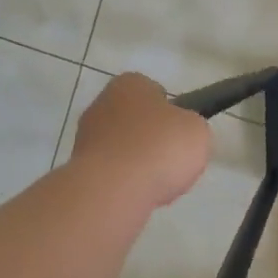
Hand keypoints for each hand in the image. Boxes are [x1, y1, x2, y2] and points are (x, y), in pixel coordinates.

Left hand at [70, 72, 211, 209]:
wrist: (115, 189)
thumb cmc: (160, 148)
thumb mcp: (197, 130)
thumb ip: (191, 126)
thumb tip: (180, 132)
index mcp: (130, 84)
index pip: (154, 91)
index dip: (171, 112)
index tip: (181, 132)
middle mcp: (102, 103)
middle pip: (136, 120)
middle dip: (151, 138)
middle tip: (172, 159)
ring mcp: (86, 136)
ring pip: (123, 148)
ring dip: (138, 162)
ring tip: (158, 183)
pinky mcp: (80, 167)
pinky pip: (113, 172)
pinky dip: (126, 182)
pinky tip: (139, 194)